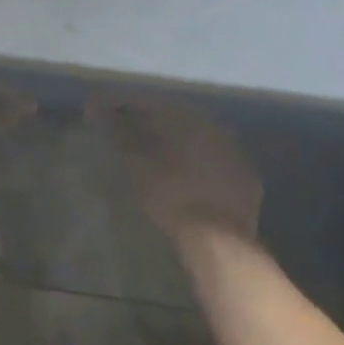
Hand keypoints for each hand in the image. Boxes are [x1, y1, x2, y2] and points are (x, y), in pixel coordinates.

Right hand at [88, 94, 261, 241]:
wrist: (220, 241)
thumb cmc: (173, 196)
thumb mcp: (138, 164)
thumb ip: (119, 132)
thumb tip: (96, 107)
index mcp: (190, 119)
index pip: (150, 103)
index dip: (122, 104)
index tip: (100, 109)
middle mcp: (216, 129)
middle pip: (176, 118)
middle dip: (150, 121)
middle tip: (124, 128)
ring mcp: (236, 156)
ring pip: (198, 140)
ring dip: (175, 142)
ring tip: (152, 152)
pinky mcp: (247, 182)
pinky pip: (215, 163)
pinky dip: (196, 164)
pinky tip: (184, 175)